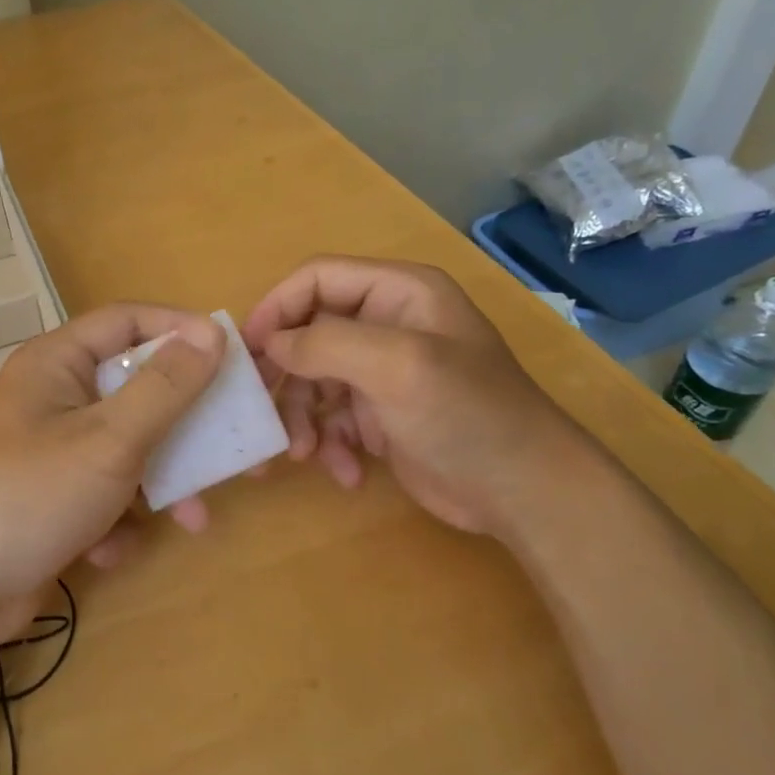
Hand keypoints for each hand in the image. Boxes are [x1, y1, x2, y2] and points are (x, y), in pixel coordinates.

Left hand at [0, 304, 224, 641]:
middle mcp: (53, 397)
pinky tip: (110, 548)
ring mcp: (51, 451)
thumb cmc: (31, 494)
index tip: (230, 354)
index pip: (127, 321)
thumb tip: (210, 333)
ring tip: (195, 517)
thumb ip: (165, 387)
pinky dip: (118, 519)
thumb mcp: (110, 438)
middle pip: (134, 390)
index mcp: (56, 363)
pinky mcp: (52, 498)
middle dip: (185, 424)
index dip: (180, 330)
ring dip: (161, 482)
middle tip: (237, 442)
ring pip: (126, 448)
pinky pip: (103, 492)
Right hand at [241, 256, 585, 536]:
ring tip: (303, 454)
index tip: (247, 351)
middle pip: (308, 332)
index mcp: (398, 292)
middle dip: (285, 375)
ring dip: (302, 417)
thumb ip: (326, 343)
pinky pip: (332, 417)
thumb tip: (270, 344)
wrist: (526, 495)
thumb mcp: (397, 366)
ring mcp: (382, 370)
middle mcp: (386, 323)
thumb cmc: (467, 416)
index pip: (317, 278)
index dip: (277, 308)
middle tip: (260, 410)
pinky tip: (347, 471)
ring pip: (312, 379)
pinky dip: (330, 443)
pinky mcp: (380, 413)